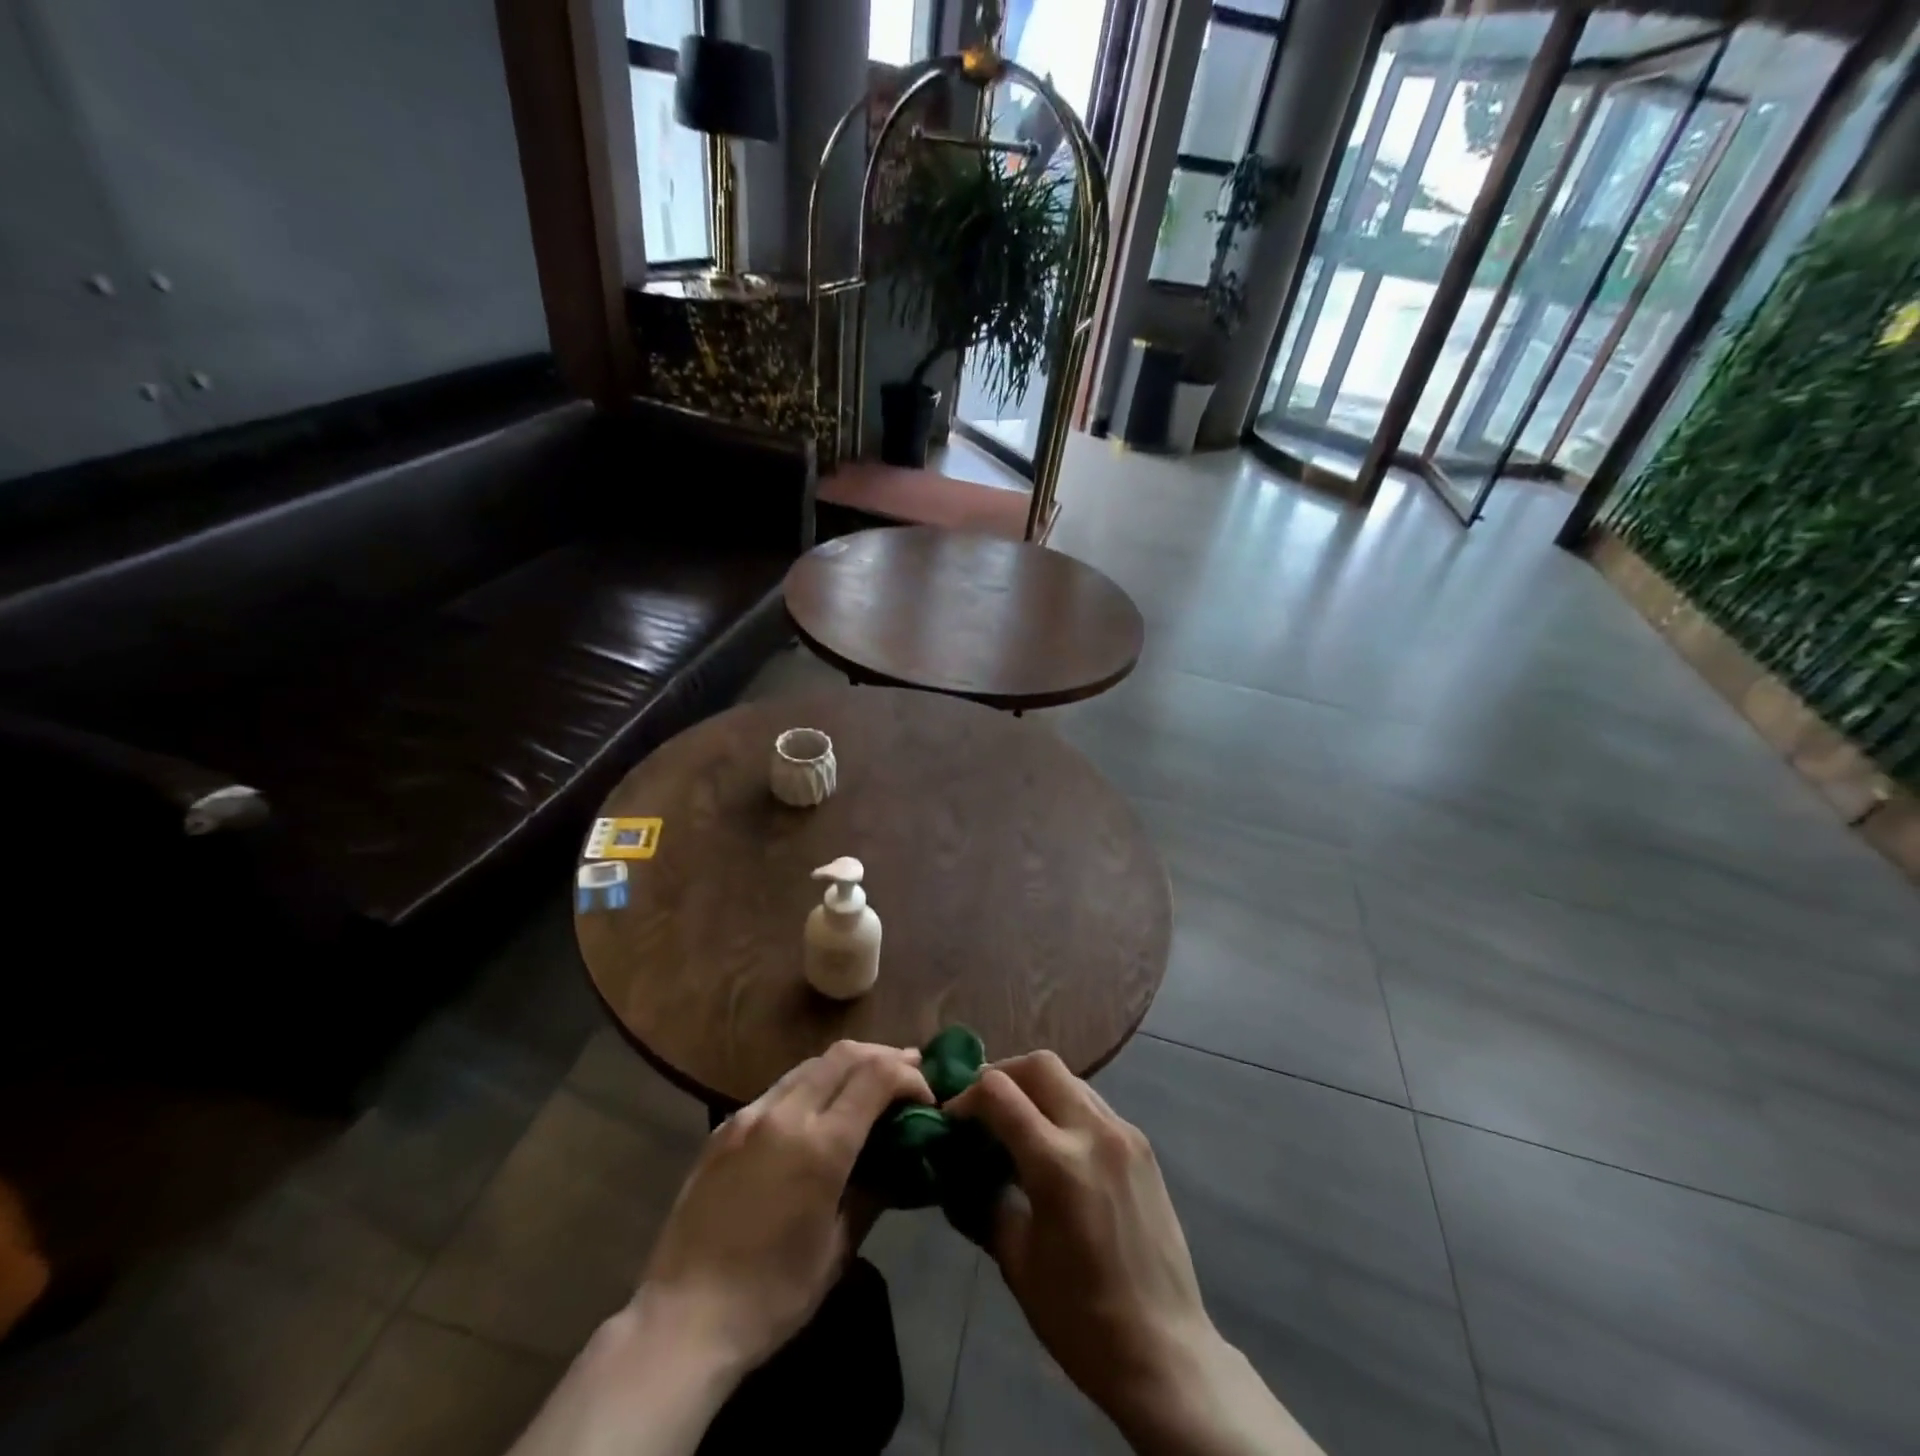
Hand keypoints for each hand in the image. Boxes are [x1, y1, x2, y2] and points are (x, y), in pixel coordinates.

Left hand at [636, 1040, 931, 1376]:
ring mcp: (751, 1115)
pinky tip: (819, 1107)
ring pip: (811, 1064)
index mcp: (820, 1146)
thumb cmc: (771, 1296)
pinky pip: (780, 1087)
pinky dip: (812, 1083)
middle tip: (909, 1071)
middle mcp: (786, 1114)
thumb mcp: (838, 1249)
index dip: (909, 1076)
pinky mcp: (726, 1126)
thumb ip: (872, 1191)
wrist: (683, 1319)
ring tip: (869, 1082)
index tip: (926, 1097)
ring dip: (848, 1065)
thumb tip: (898, 1159)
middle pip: (845, 1054)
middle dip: (884, 1056)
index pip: (877, 1076)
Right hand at [946, 1051, 1207, 1412]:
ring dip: (1035, 1088)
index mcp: (1057, 1163)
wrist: (1165, 1352)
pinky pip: (1093, 1104)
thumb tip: (959, 1169)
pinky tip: (1054, 1146)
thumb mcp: (1017, 1261)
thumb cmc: (1080, 1318)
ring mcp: (1125, 1134)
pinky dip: (1064, 1107)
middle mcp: (1094, 1132)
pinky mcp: (1142, 1146)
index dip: (966, 1096)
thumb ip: (985, 1201)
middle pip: (1039, 1065)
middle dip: (1003, 1074)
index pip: (999, 1092)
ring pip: (1070, 1078)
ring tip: (1016, 1124)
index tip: (951, 1118)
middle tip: (982, 1107)